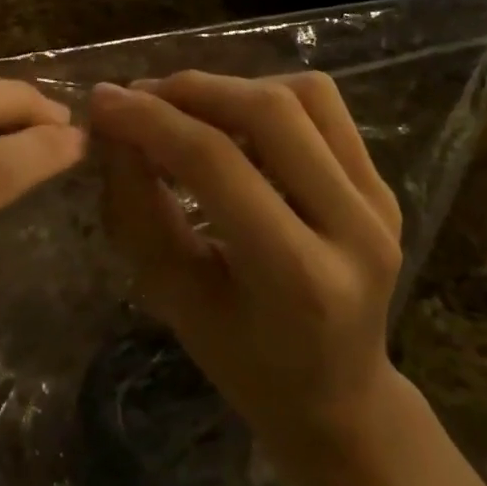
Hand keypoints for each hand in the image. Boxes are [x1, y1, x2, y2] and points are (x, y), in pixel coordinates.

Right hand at [87, 72, 404, 468]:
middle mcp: (356, 229)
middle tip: (140, 97)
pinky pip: (323, 106)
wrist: (340, 398)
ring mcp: (379, 201)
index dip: (151, 121)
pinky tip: (233, 120)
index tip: (101, 100)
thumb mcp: (174, 298)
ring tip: (184, 107)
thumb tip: (114, 126)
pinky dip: (267, 95)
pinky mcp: (384, 183)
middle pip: (269, 112)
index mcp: (300, 278)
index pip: (217, 163)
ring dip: (231, 87)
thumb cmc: (245, 363)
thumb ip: (138, 207)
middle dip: (192, 91)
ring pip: (303, 95)